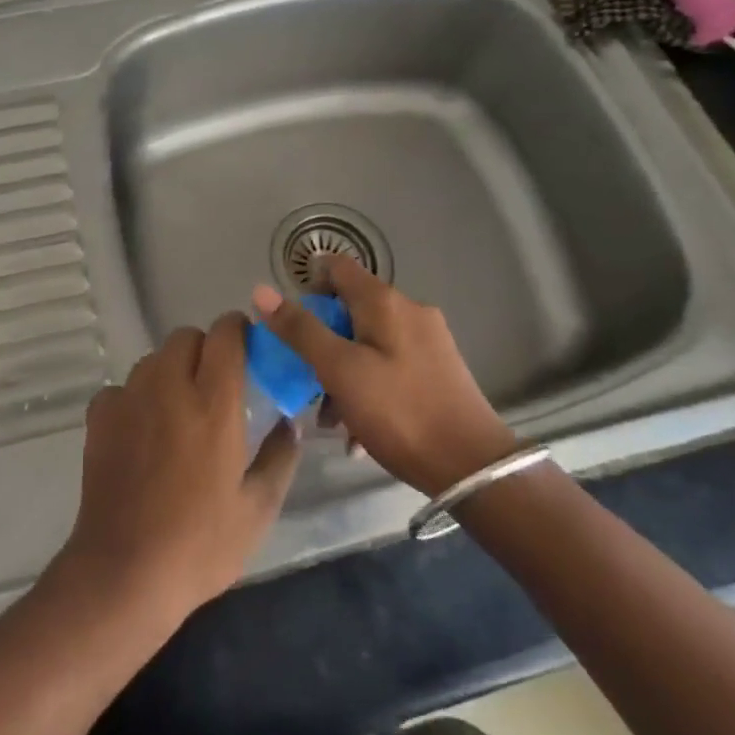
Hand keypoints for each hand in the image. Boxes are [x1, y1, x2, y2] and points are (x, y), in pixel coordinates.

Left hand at [61, 313, 300, 624]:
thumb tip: (289, 424)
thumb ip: (279, 458)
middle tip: (214, 386)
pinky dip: (135, 398)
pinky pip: (122, 387)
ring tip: (178, 410)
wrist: (124, 573)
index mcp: (214, 402)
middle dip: (204, 349)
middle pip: (186, 337)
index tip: (248, 348)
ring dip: (170, 371)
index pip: (226, 334)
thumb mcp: (257, 509)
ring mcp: (129, 397)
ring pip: (153, 359)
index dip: (238, 330)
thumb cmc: (200, 545)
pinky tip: (142, 433)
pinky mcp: (99, 416)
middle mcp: (169, 386)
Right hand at [251, 258, 517, 495]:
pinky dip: (367, 385)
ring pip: (368, 341)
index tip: (289, 321)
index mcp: (384, 301)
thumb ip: (300, 329)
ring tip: (330, 418)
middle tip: (305, 378)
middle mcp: (408, 310)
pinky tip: (358, 429)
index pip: (337, 267)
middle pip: (350, 308)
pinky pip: (389, 363)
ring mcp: (427, 340)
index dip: (308, 284)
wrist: (472, 467)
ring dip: (342, 370)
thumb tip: (262, 290)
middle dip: (322, 340)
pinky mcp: (437, 369)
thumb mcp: (339, 370)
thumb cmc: (399, 412)